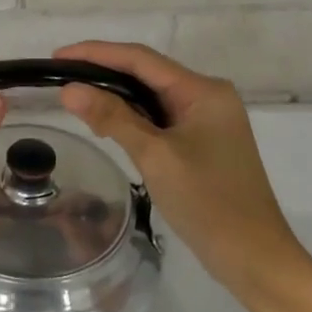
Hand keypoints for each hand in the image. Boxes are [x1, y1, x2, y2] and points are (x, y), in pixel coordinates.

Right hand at [54, 41, 309, 298]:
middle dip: (103, 73)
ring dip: (115, 97)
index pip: (141, 59)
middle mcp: (208, 97)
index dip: (96, 53)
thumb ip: (112, 117)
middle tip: (60, 80)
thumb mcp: (155, 156)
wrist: (254, 257)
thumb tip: (69, 90)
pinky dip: (131, 119)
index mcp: (203, 91)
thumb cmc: (208, 202)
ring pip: (151, 97)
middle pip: (146, 73)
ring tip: (76, 103)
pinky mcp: (202, 143)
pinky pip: (159, 119)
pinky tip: (107, 126)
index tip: (57, 57)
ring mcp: (207, 121)